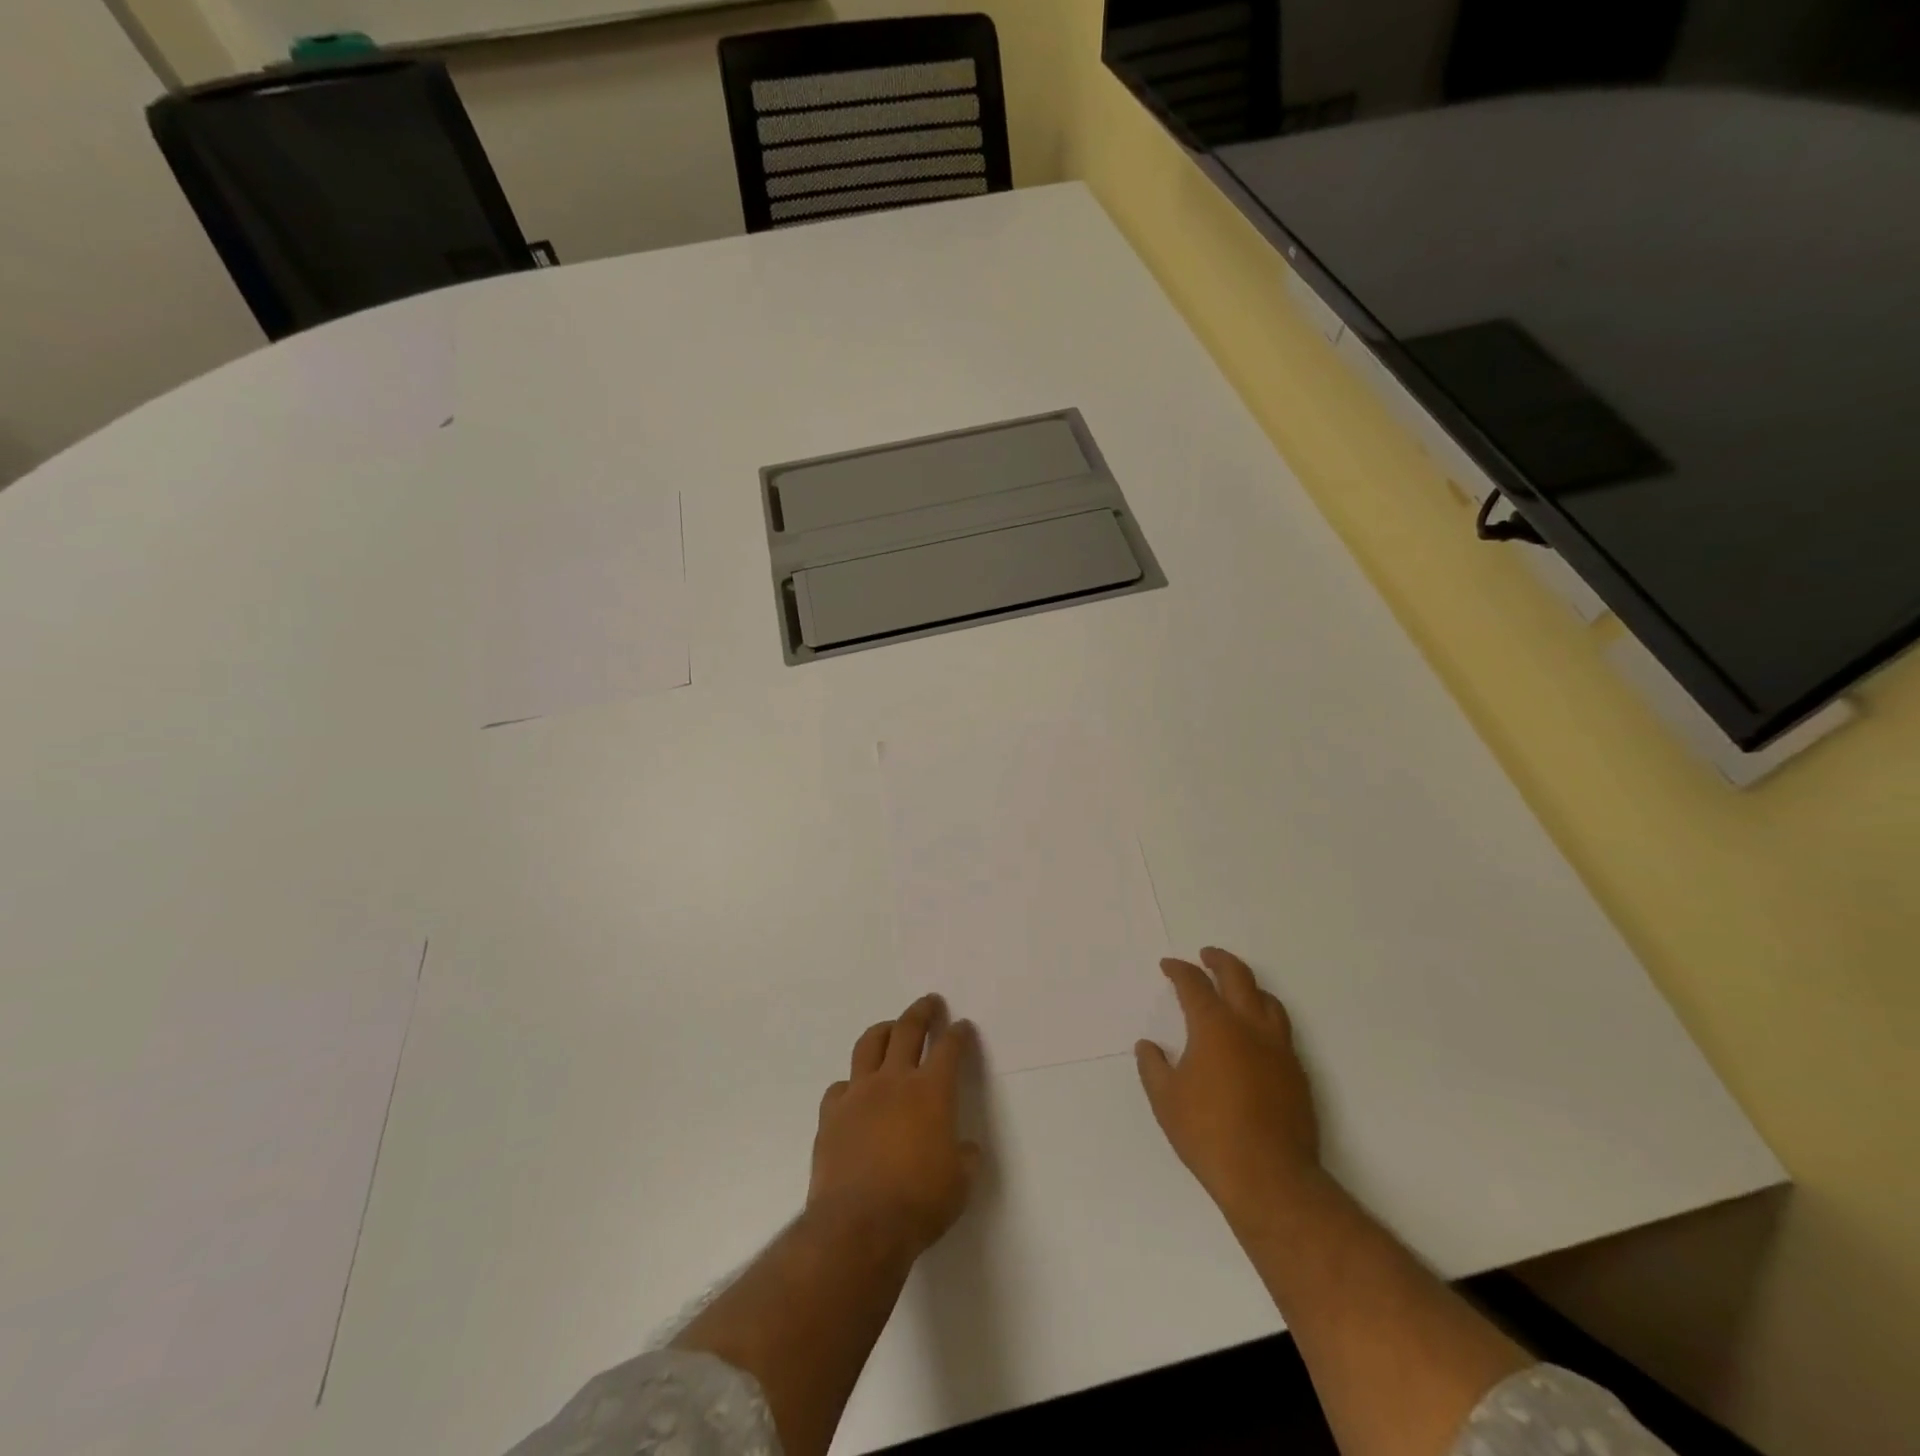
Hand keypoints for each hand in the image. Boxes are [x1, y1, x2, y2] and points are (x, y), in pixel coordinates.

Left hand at [808, 995, 981, 1258]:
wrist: (858, 1227)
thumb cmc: (919, 1204)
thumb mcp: (960, 1184)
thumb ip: (964, 1158)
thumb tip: (964, 1148)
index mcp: (932, 1091)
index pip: (949, 1048)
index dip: (958, 1034)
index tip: (962, 1026)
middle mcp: (894, 1080)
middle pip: (907, 1030)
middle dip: (921, 1012)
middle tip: (929, 1002)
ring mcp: (858, 1094)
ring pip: (868, 1044)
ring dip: (883, 1031)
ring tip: (890, 1028)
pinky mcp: (831, 1115)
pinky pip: (840, 1086)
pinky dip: (851, 1084)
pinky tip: (855, 1092)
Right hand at [1136, 948, 1322, 1226]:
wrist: (1270, 1178)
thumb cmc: (1209, 1134)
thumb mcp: (1165, 1100)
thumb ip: (1153, 1067)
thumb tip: (1148, 1047)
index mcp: (1214, 1027)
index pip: (1195, 984)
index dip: (1179, 971)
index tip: (1169, 966)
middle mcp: (1250, 1027)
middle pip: (1238, 977)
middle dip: (1220, 961)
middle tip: (1207, 956)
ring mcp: (1279, 1049)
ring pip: (1268, 1001)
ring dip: (1249, 987)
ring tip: (1236, 989)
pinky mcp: (1298, 1073)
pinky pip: (1282, 1031)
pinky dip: (1265, 1019)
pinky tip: (1255, 1036)